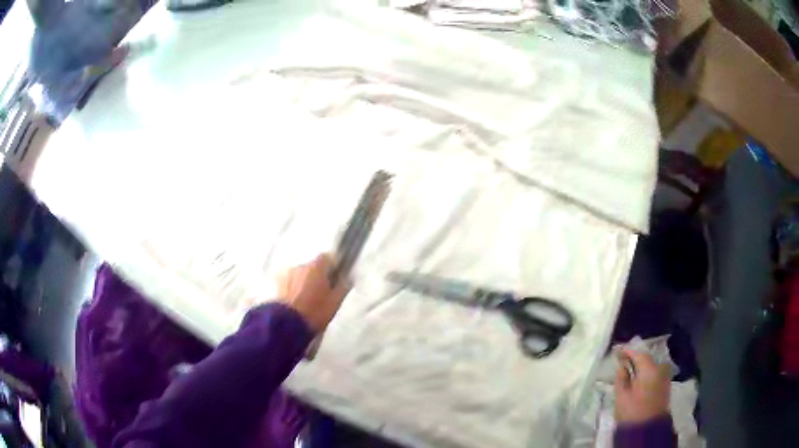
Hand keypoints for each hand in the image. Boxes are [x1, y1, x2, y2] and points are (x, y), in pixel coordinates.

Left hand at [276, 254, 349, 332]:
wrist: (286, 324)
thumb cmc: (314, 312)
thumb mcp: (335, 302)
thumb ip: (343, 287)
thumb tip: (347, 278)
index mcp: (316, 267)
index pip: (327, 257)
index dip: (332, 267)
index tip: (334, 279)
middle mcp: (300, 266)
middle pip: (312, 268)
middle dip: (316, 278)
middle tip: (321, 295)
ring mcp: (285, 274)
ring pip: (299, 276)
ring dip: (303, 284)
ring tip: (306, 302)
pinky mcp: (275, 284)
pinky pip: (288, 284)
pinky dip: (292, 290)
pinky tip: (295, 304)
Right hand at [614, 349, 670, 423]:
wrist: (648, 428)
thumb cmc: (632, 411)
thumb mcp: (622, 395)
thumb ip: (621, 377)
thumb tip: (622, 365)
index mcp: (649, 369)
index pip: (638, 354)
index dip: (627, 352)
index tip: (618, 351)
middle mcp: (660, 369)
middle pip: (646, 359)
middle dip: (635, 359)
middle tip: (623, 360)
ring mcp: (664, 377)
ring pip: (651, 367)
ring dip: (641, 366)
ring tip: (630, 369)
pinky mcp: (665, 386)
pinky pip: (655, 374)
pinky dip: (646, 373)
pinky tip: (639, 378)